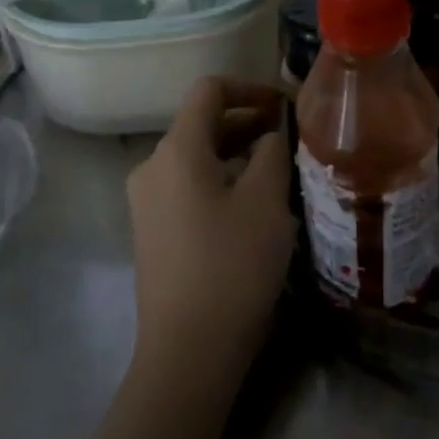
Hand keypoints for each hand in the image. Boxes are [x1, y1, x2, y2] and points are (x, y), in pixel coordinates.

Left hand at [125, 77, 293, 376]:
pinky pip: (188, 186)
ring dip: (237, 154)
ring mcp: (147, 201)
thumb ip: (272, 151)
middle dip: (248, 123)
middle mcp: (152, 167)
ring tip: (278, 172)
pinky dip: (220, 180)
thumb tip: (268, 134)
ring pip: (197, 157)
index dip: (250, 87)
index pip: (209, 90)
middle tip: (290, 139)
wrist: (188, 350)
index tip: (284, 106)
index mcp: (177, 150)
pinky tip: (251, 206)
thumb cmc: (232, 265)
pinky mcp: (152, 230)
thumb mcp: (266, 200)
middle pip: (202, 123)